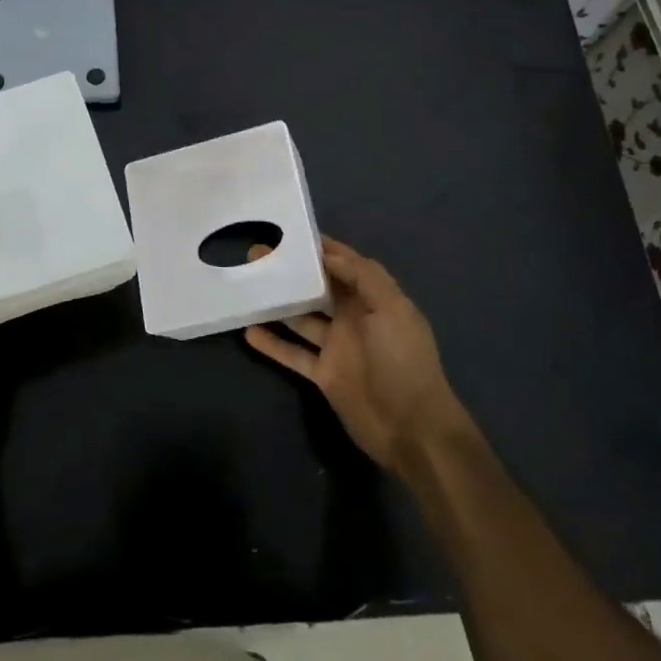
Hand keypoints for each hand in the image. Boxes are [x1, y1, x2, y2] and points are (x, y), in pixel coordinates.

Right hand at [244, 237, 469, 469]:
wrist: (412, 428)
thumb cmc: (403, 360)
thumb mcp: (391, 309)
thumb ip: (363, 276)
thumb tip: (329, 252)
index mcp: (373, 298)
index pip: (345, 264)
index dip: (322, 248)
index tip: (291, 233)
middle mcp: (353, 318)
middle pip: (318, 288)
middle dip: (293, 272)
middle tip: (257, 255)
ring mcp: (337, 347)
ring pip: (301, 318)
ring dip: (278, 304)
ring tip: (247, 286)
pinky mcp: (324, 374)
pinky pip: (293, 354)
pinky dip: (273, 344)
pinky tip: (248, 331)